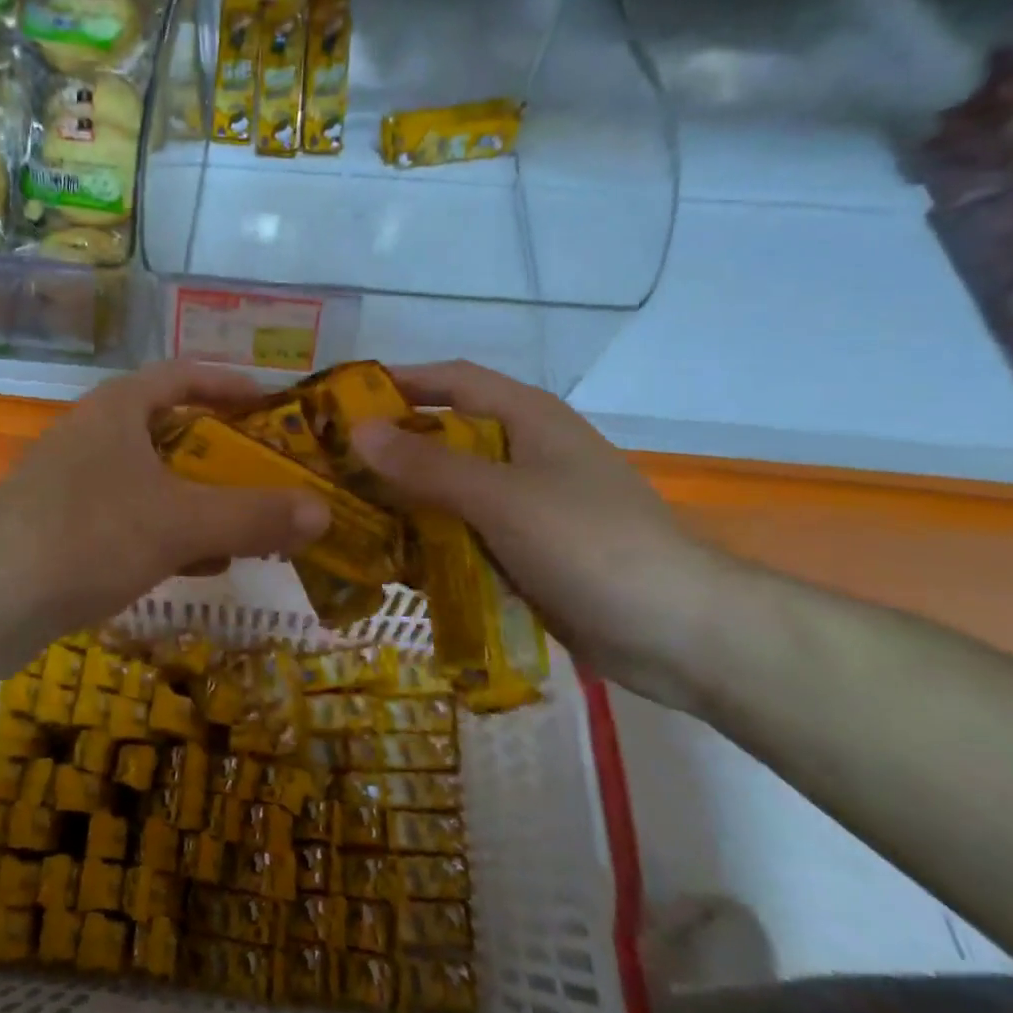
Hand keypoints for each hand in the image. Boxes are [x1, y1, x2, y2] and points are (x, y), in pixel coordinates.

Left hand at [0, 361, 329, 680]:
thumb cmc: (85, 537)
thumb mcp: (180, 522)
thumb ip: (253, 516)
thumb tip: (324, 512)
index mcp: (118, 409)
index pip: (182, 374)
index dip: (229, 383)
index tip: (272, 404)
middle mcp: (94, 436)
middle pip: (172, 428)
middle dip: (223, 450)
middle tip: (272, 469)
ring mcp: (75, 483)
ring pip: (154, 479)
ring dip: (201, 497)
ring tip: (251, 520)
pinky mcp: (64, 529)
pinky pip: (132, 519)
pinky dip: (170, 532)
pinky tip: (201, 563)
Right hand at [351, 362, 736, 711]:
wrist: (680, 633)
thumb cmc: (590, 544)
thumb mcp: (502, 498)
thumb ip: (427, 466)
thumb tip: (358, 430)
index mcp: (528, 418)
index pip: (452, 380)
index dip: (399, 381)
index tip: (342, 397)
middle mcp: (526, 451)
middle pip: (447, 436)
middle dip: (393, 447)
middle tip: (331, 464)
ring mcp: (530, 503)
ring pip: (454, 488)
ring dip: (408, 497)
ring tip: (348, 512)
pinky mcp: (530, 549)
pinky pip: (468, 531)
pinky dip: (433, 538)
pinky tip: (395, 559)